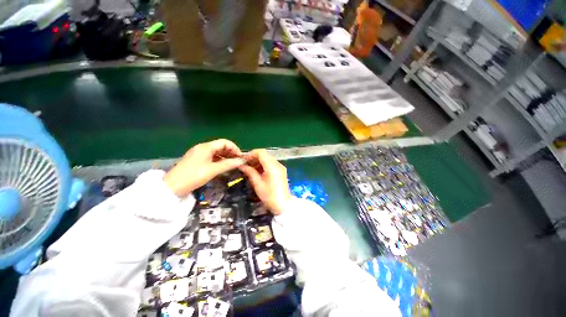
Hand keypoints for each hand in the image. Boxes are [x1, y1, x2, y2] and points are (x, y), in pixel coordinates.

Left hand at [164, 139, 244, 196]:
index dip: (234, 148)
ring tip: (232, 165)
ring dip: (225, 157)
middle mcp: (202, 147)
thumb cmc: (194, 176)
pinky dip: (219, 160)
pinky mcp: (196, 160)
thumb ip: (228, 164)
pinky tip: (223, 166)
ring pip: (216, 152)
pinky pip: (211, 157)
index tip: (240, 157)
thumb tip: (242, 161)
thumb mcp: (213, 170)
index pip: (224, 142)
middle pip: (220, 146)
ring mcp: (198, 154)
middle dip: (231, 152)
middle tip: (238, 162)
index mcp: (206, 147)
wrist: (173, 187)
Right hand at [239, 149, 290, 214]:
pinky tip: (257, 172)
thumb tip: (241, 165)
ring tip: (250, 169)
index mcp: (272, 167)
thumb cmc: (270, 196)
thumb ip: (250, 172)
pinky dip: (263, 165)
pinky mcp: (281, 171)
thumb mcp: (258, 184)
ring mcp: (280, 167)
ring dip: (258, 162)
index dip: (251, 154)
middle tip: (245, 165)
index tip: (244, 160)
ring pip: (267, 159)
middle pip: (264, 155)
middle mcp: (278, 164)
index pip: (261, 152)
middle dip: (254, 158)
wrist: (283, 205)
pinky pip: (271, 164)